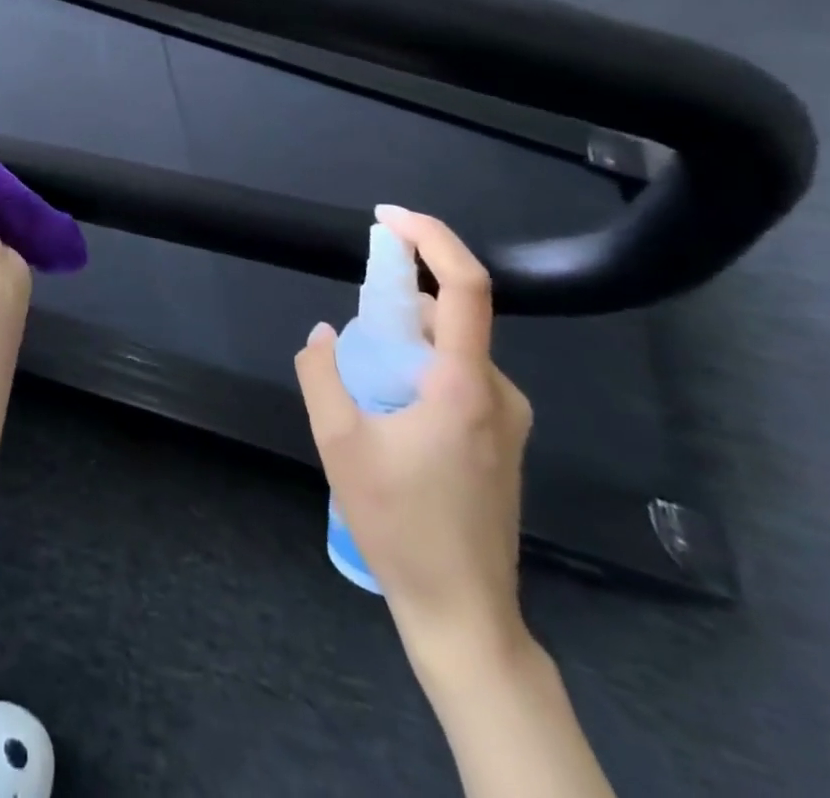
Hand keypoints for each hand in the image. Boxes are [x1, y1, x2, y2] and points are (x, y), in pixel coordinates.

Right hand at [294, 206, 533, 679]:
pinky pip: (459, 376)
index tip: (387, 218)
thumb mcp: (338, 443)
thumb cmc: (399, 524)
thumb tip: (323, 334)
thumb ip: (322, 374)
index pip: (465, 286)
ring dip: (404, 339)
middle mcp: (498, 392)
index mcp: (464, 385)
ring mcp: (507, 418)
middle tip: (351, 326)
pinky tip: (387, 409)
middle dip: (396, 300)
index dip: (431, 238)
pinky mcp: (503, 440)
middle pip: (450, 315)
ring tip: (361, 381)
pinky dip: (419, 366)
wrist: (463, 611)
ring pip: (451, 348)